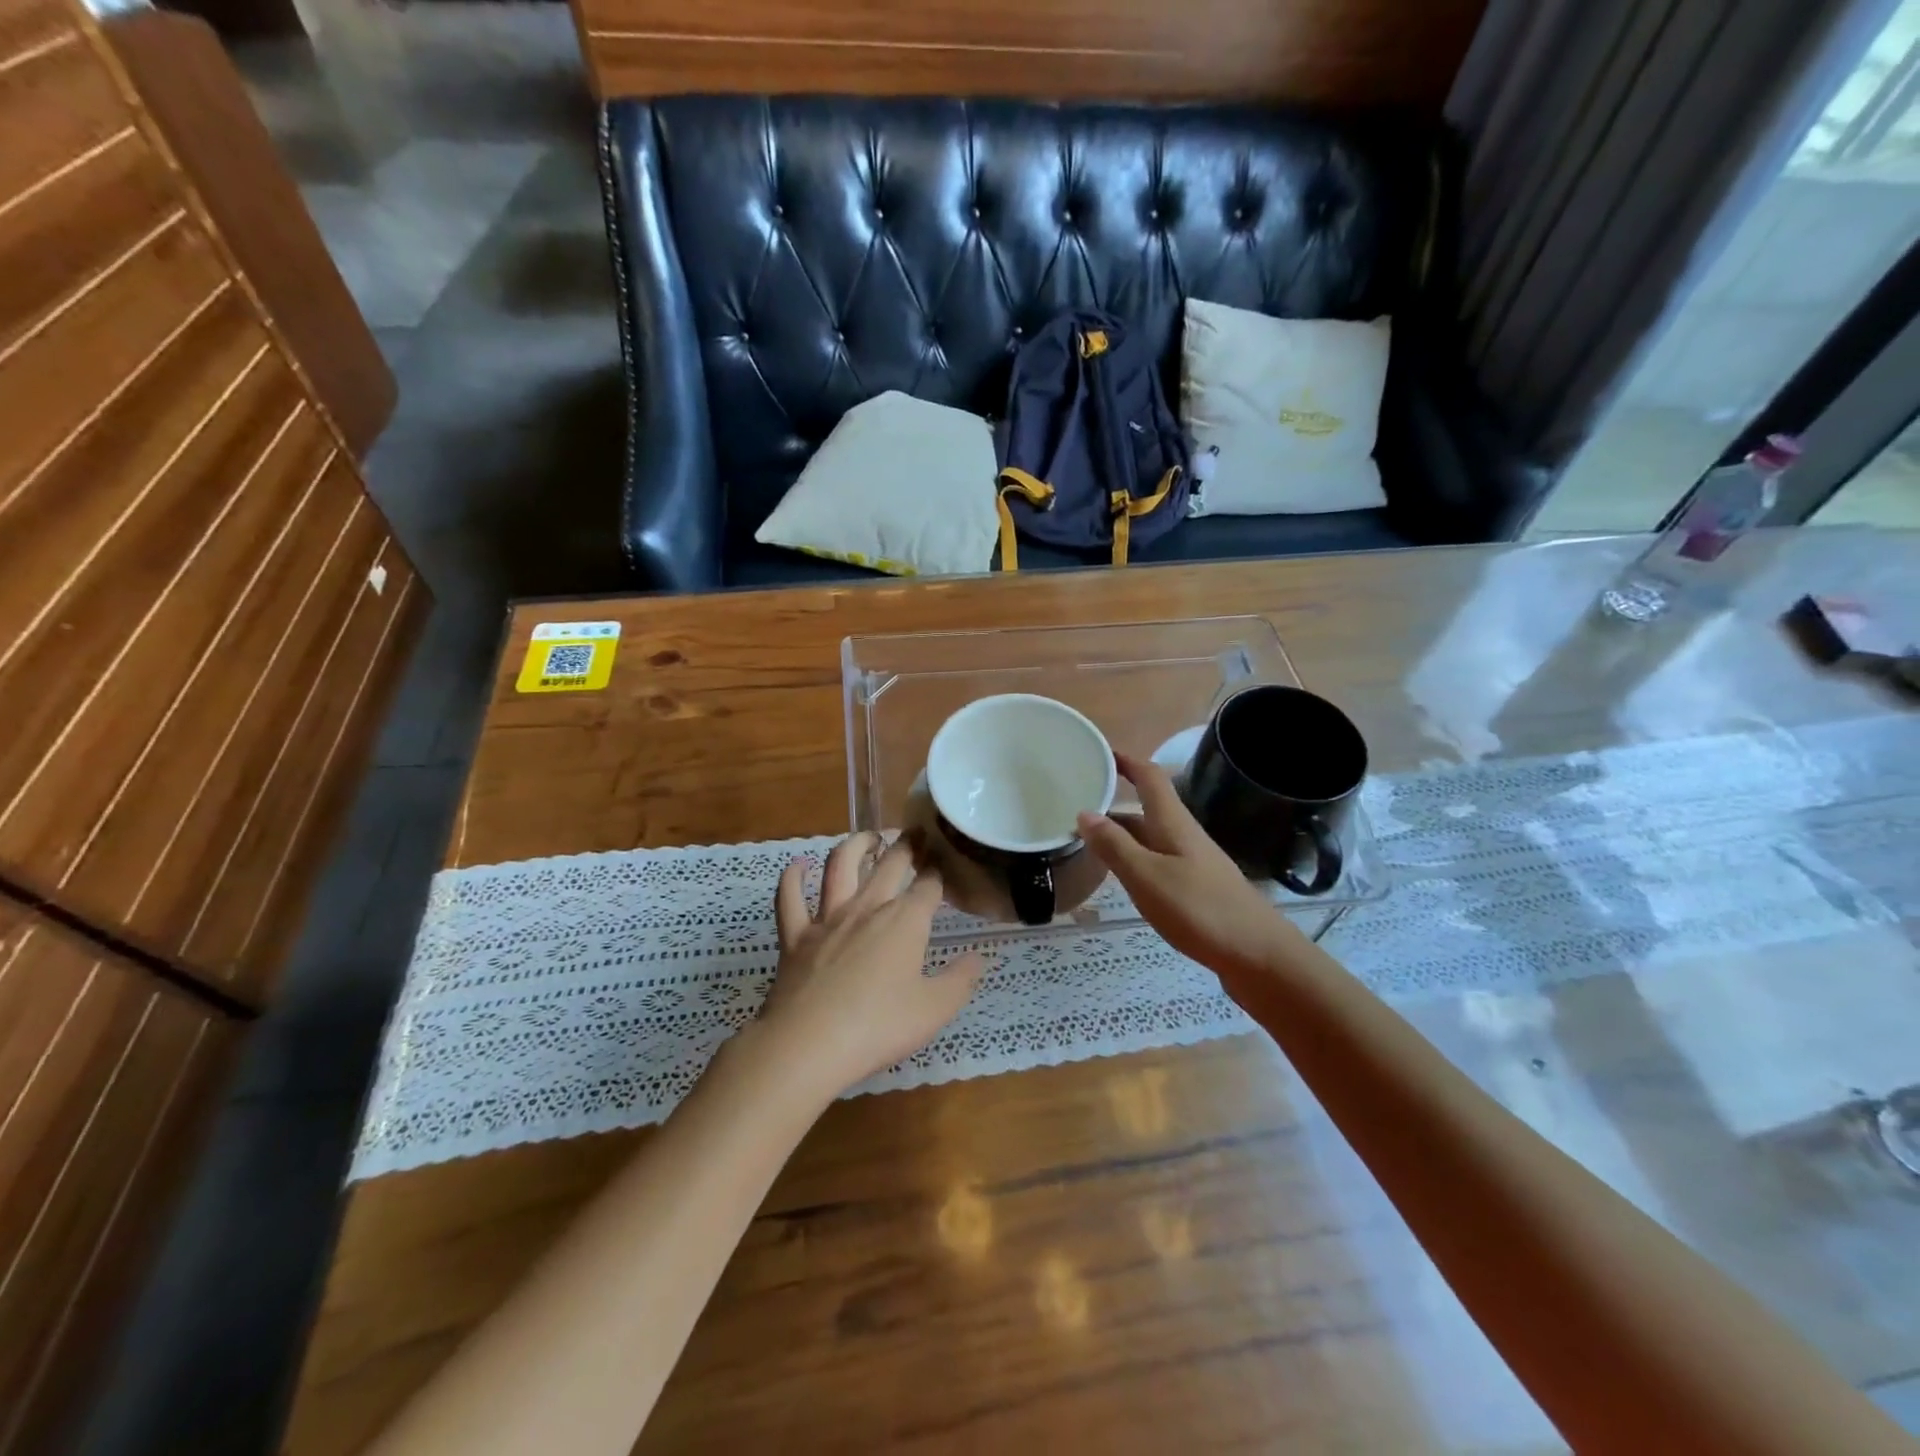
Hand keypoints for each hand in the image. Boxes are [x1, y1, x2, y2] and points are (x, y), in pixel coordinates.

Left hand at [756, 833, 984, 1100]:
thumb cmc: (879, 1027)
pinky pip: (790, 898)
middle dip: (908, 844)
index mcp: (905, 921)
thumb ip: (960, 980)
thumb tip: (978, 958)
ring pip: (840, 866)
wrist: (808, 1045)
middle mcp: (868, 907)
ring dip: (856, 845)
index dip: (940, 871)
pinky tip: (798, 865)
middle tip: (918, 832)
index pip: (929, 885)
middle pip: (891, 863)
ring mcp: (828, 918)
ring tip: (869, 837)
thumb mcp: (935, 1010)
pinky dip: (793, 877)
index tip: (947, 863)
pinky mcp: (795, 936)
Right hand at [1077, 753, 1306, 987]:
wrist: (1259, 956)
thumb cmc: (1200, 910)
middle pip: (1148, 808)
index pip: (1149, 778)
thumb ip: (1115, 846)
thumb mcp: (1147, 877)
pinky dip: (1135, 860)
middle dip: (1116, 802)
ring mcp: (1193, 863)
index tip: (1099, 753)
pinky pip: (1158, 862)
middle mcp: (1184, 836)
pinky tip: (1122, 878)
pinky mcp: (1197, 889)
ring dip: (1122, 833)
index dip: (1126, 761)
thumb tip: (1085, 812)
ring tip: (1088, 840)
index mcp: (1174, 824)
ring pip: (1151, 837)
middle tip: (1078, 804)